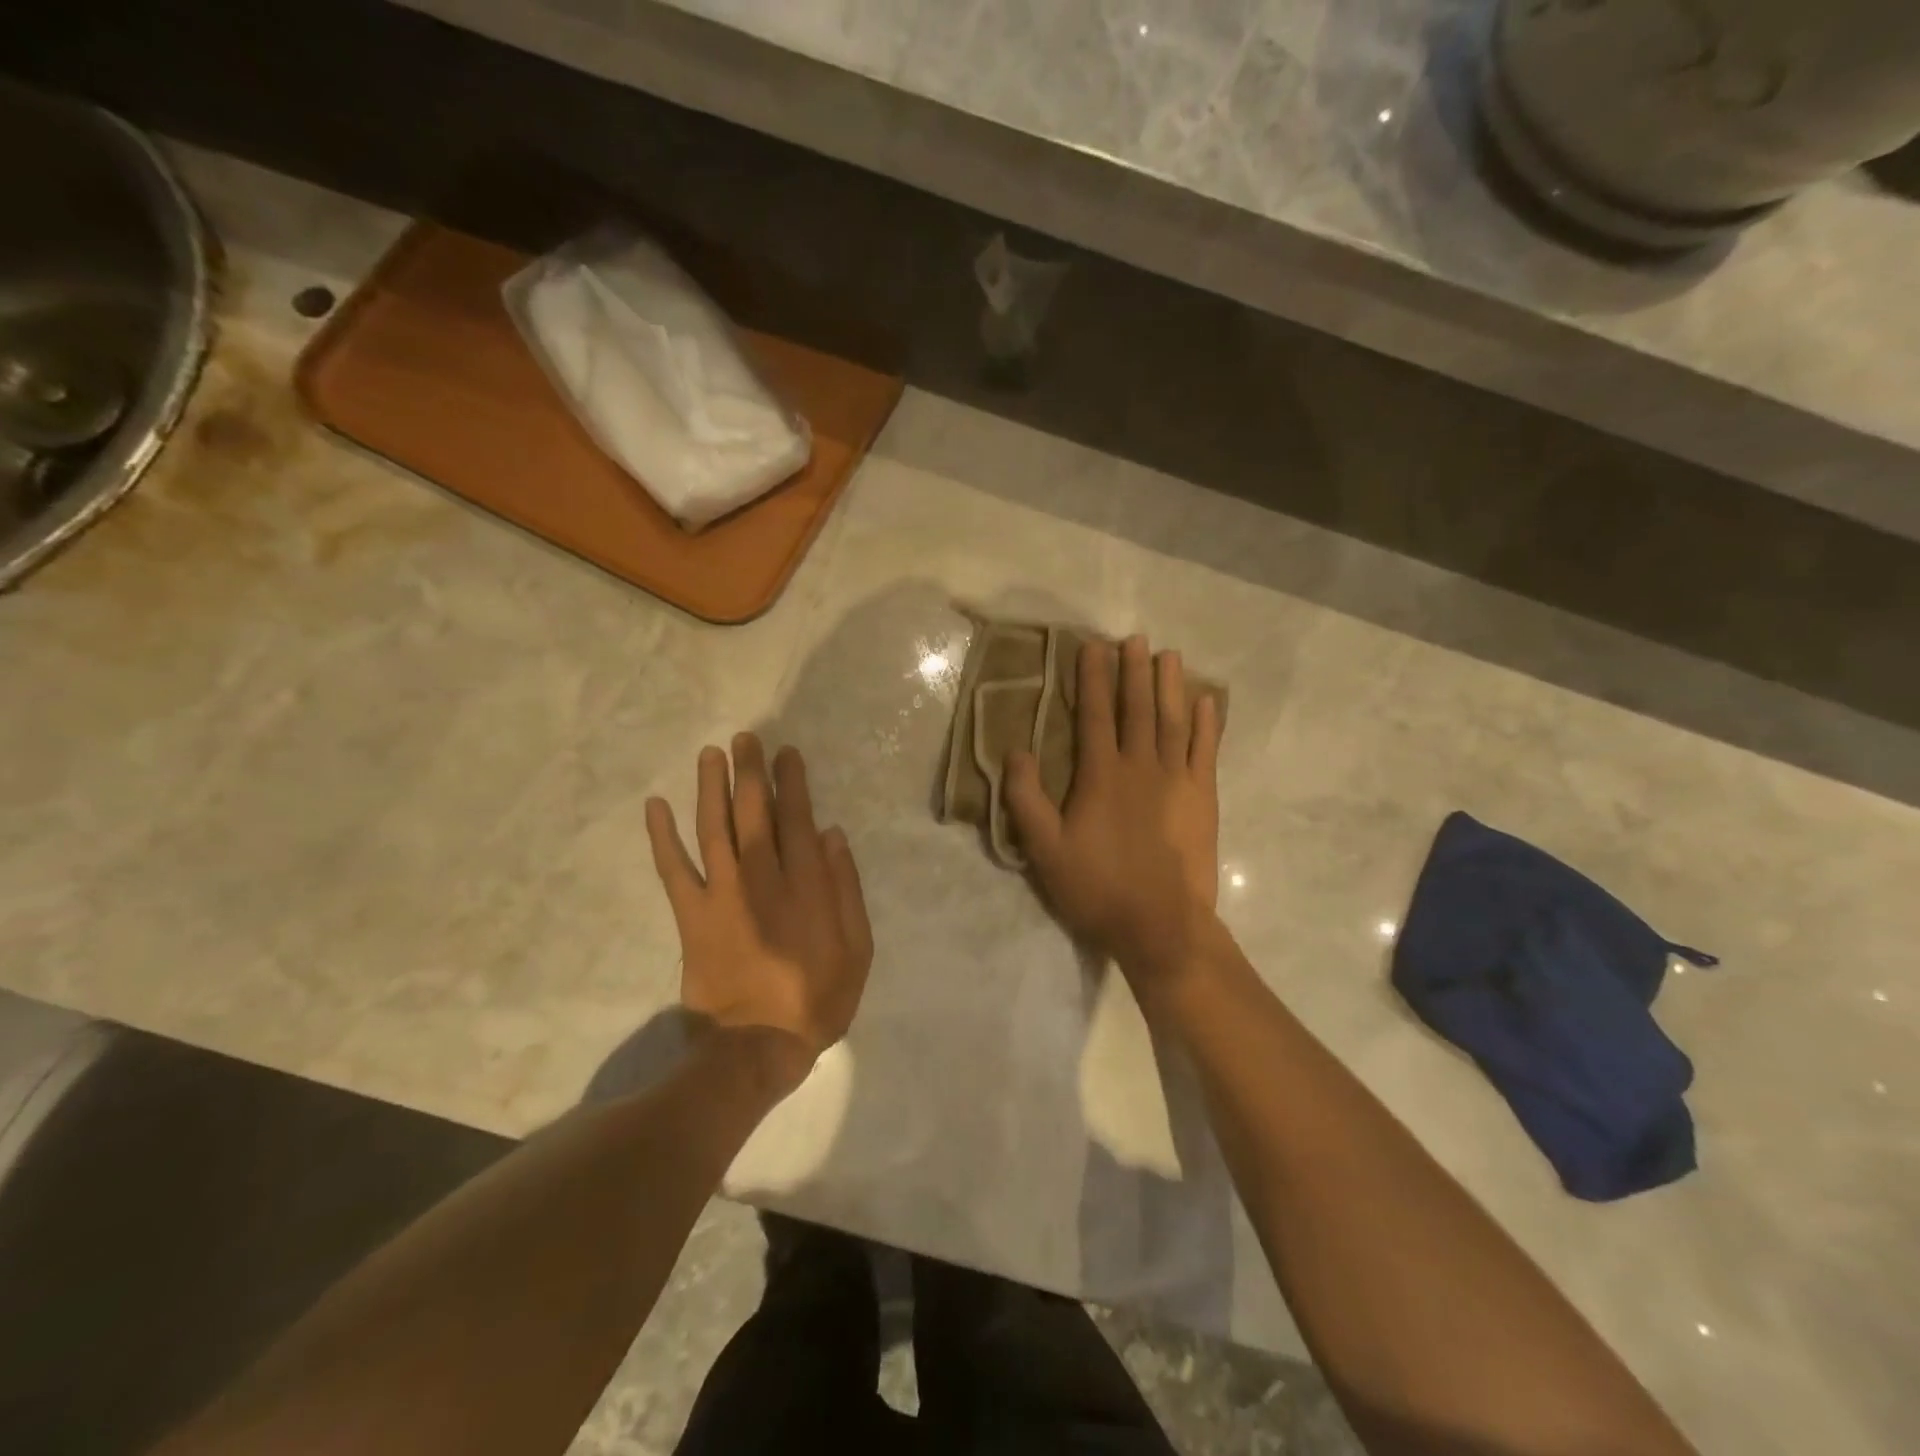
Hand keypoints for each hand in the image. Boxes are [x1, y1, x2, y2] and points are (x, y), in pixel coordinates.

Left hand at [646, 735, 872, 1094]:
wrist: (757, 1044)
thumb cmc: (817, 997)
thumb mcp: (857, 947)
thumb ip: (845, 888)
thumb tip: (831, 834)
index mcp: (804, 883)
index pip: (797, 816)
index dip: (791, 781)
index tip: (786, 753)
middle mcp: (761, 876)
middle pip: (753, 810)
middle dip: (750, 770)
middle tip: (746, 738)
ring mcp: (721, 892)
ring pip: (714, 826)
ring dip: (711, 786)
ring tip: (711, 753)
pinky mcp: (691, 914)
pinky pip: (672, 868)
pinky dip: (662, 835)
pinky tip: (656, 805)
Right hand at [1005, 635, 1221, 982]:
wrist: (1160, 924)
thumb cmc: (1096, 886)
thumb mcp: (1044, 848)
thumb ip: (1026, 798)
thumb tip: (1016, 751)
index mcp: (1100, 775)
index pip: (1094, 714)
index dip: (1092, 678)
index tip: (1092, 647)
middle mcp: (1140, 766)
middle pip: (1137, 708)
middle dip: (1134, 671)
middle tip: (1135, 639)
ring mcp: (1176, 780)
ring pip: (1173, 721)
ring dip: (1171, 686)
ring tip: (1169, 656)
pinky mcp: (1202, 798)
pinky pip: (1205, 751)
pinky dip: (1206, 724)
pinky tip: (1206, 702)